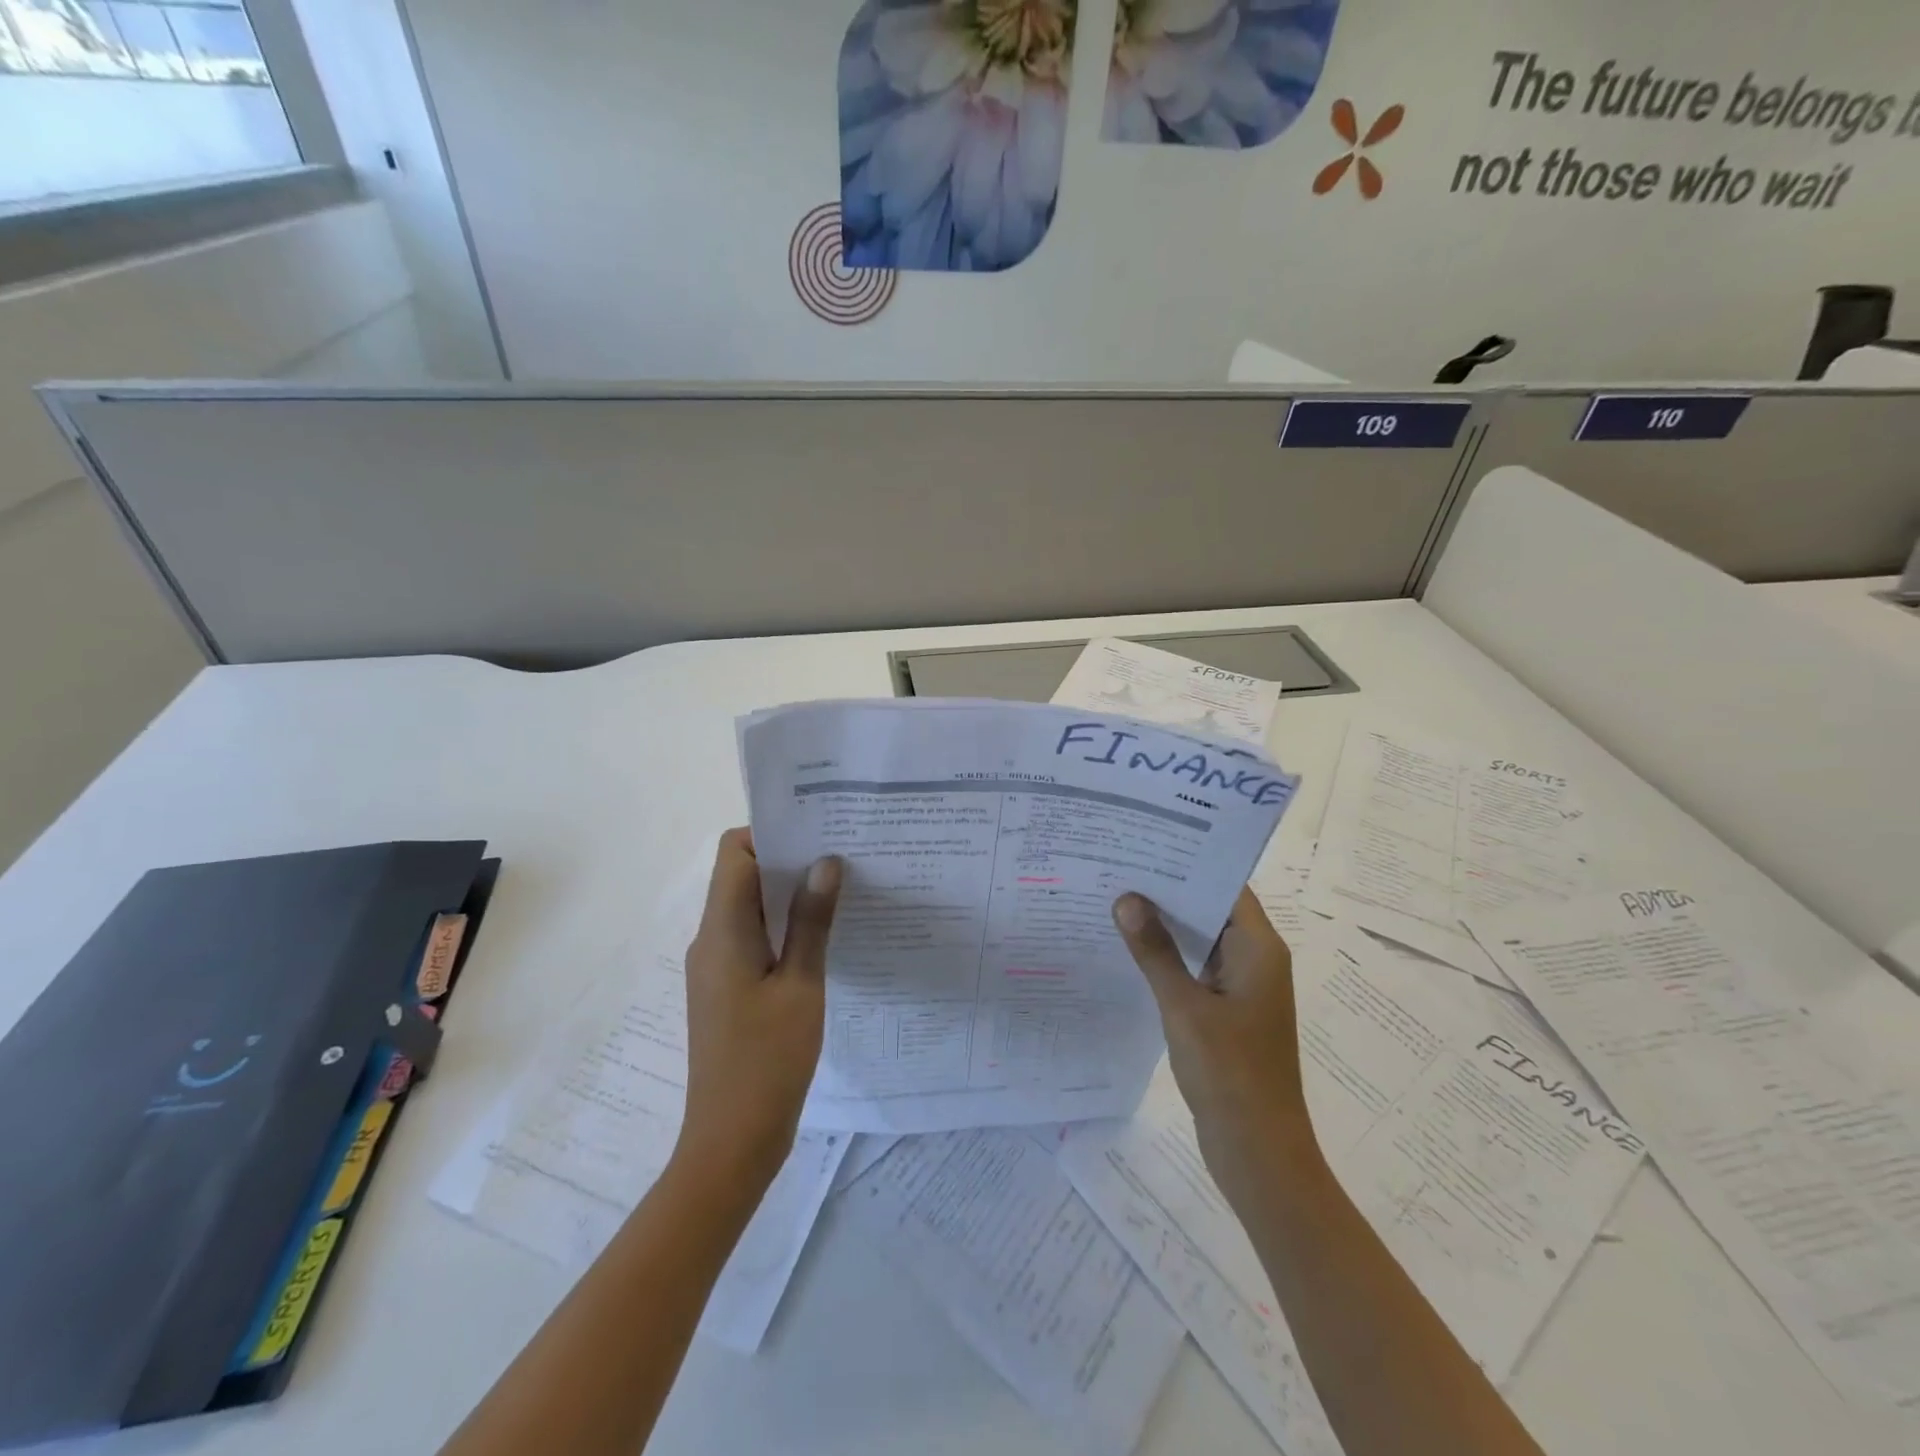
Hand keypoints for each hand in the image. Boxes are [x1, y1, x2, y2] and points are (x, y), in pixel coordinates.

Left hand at [676, 828, 842, 1188]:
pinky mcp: (727, 988)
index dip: (771, 835)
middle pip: (740, 875)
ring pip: (748, 907)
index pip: (734, 854)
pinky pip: (752, 937)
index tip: (817, 834)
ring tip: (840, 890)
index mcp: (722, 931)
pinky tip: (822, 936)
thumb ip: (812, 921)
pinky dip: (783, 926)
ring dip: (788, 894)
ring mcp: (716, 965)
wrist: (731, 1141)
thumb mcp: (802, 986)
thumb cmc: (768, 1061)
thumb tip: (825, 861)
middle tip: (841, 856)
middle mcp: (710, 939)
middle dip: (787, 859)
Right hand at [1113, 888, 1317, 1201]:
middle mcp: (1255, 959)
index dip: (1190, 861)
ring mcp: (1242, 986)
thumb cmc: (1229, 1073)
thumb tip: (1127, 898)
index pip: (1226, 885)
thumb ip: (1154, 951)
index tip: (1146, 841)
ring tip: (1117, 895)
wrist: (1258, 1152)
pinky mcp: (1227, 1010)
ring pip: (1202, 939)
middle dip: (1169, 889)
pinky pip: (1196, 967)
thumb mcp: (1184, 1007)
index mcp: (1258, 949)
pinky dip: (1169, 955)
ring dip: (1166, 923)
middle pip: (1212, 908)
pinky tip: (1130, 947)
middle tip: (1119, 863)